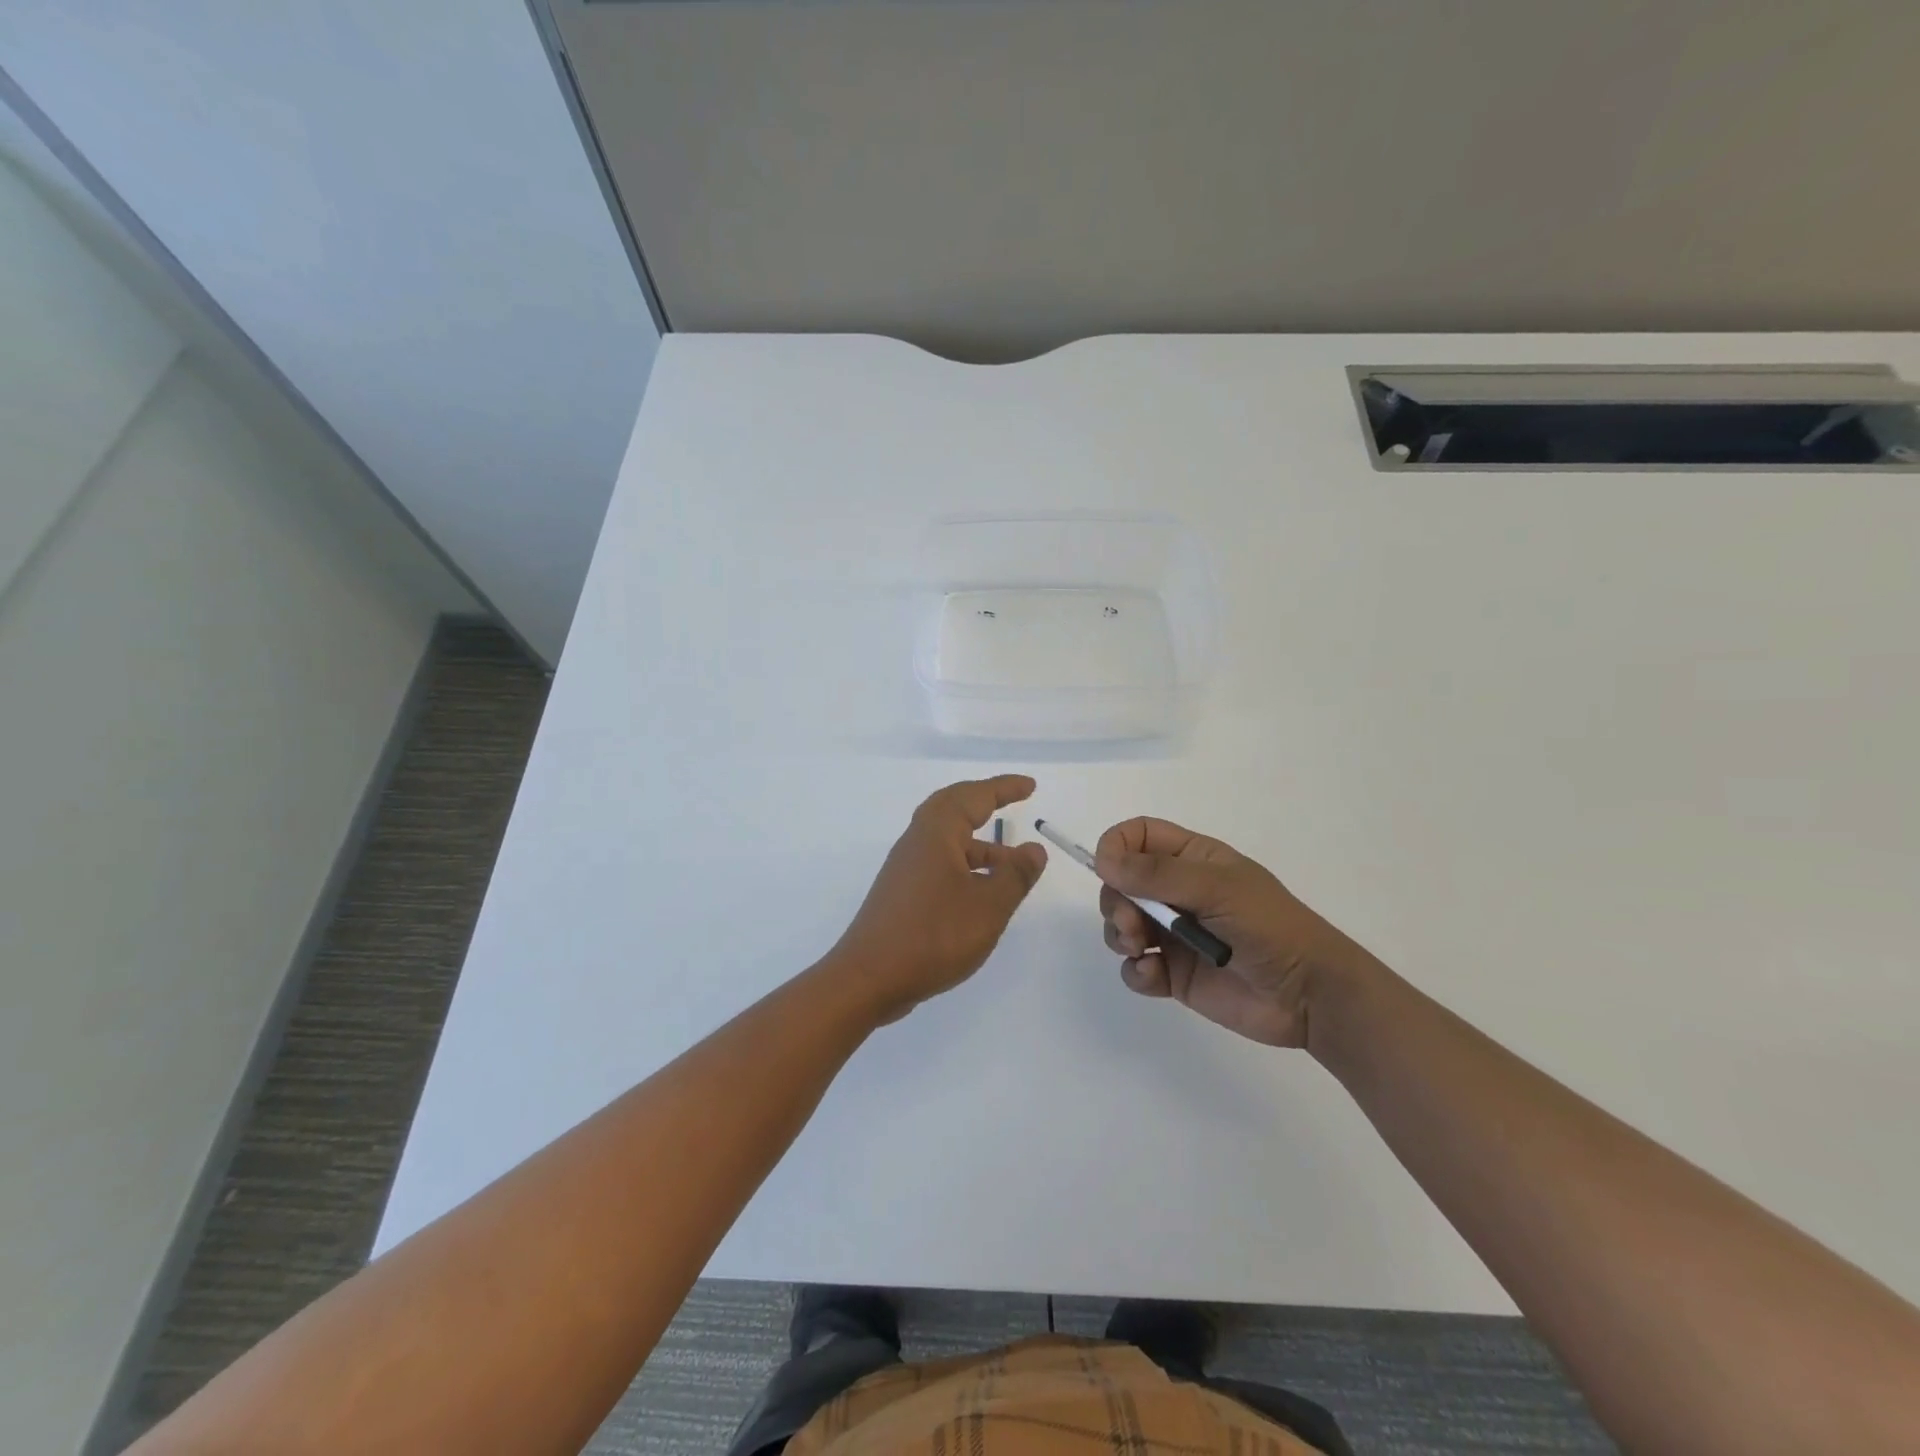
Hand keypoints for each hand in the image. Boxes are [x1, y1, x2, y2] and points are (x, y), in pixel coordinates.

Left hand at [828, 776, 1047, 1023]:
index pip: (974, 796)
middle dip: (984, 802)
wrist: (869, 978)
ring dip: (980, 844)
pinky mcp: (902, 894)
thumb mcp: (988, 907)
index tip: (1030, 786)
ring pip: (947, 841)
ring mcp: (906, 869)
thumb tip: (1033, 849)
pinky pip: (940, 864)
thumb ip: (1015, 875)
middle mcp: (917, 842)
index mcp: (936, 833)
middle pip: (953, 808)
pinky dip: (966, 866)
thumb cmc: (933, 935)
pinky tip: (982, 894)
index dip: (1004, 789)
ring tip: (1014, 866)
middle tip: (1013, 801)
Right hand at [1095, 817, 1369, 1049]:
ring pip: (1121, 924)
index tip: (1108, 872)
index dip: (1115, 848)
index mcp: (1191, 858)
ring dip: (1120, 935)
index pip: (1136, 836)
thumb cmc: (1269, 927)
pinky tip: (1154, 976)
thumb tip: (1102, 859)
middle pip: (1119, 882)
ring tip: (1141, 951)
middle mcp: (1176, 891)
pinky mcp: (1173, 973)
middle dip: (1115, 902)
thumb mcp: (1216, 889)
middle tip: (1131, 925)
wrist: (1309, 996)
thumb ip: (1157, 874)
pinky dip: (1136, 971)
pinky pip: (1135, 967)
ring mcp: (1173, 933)